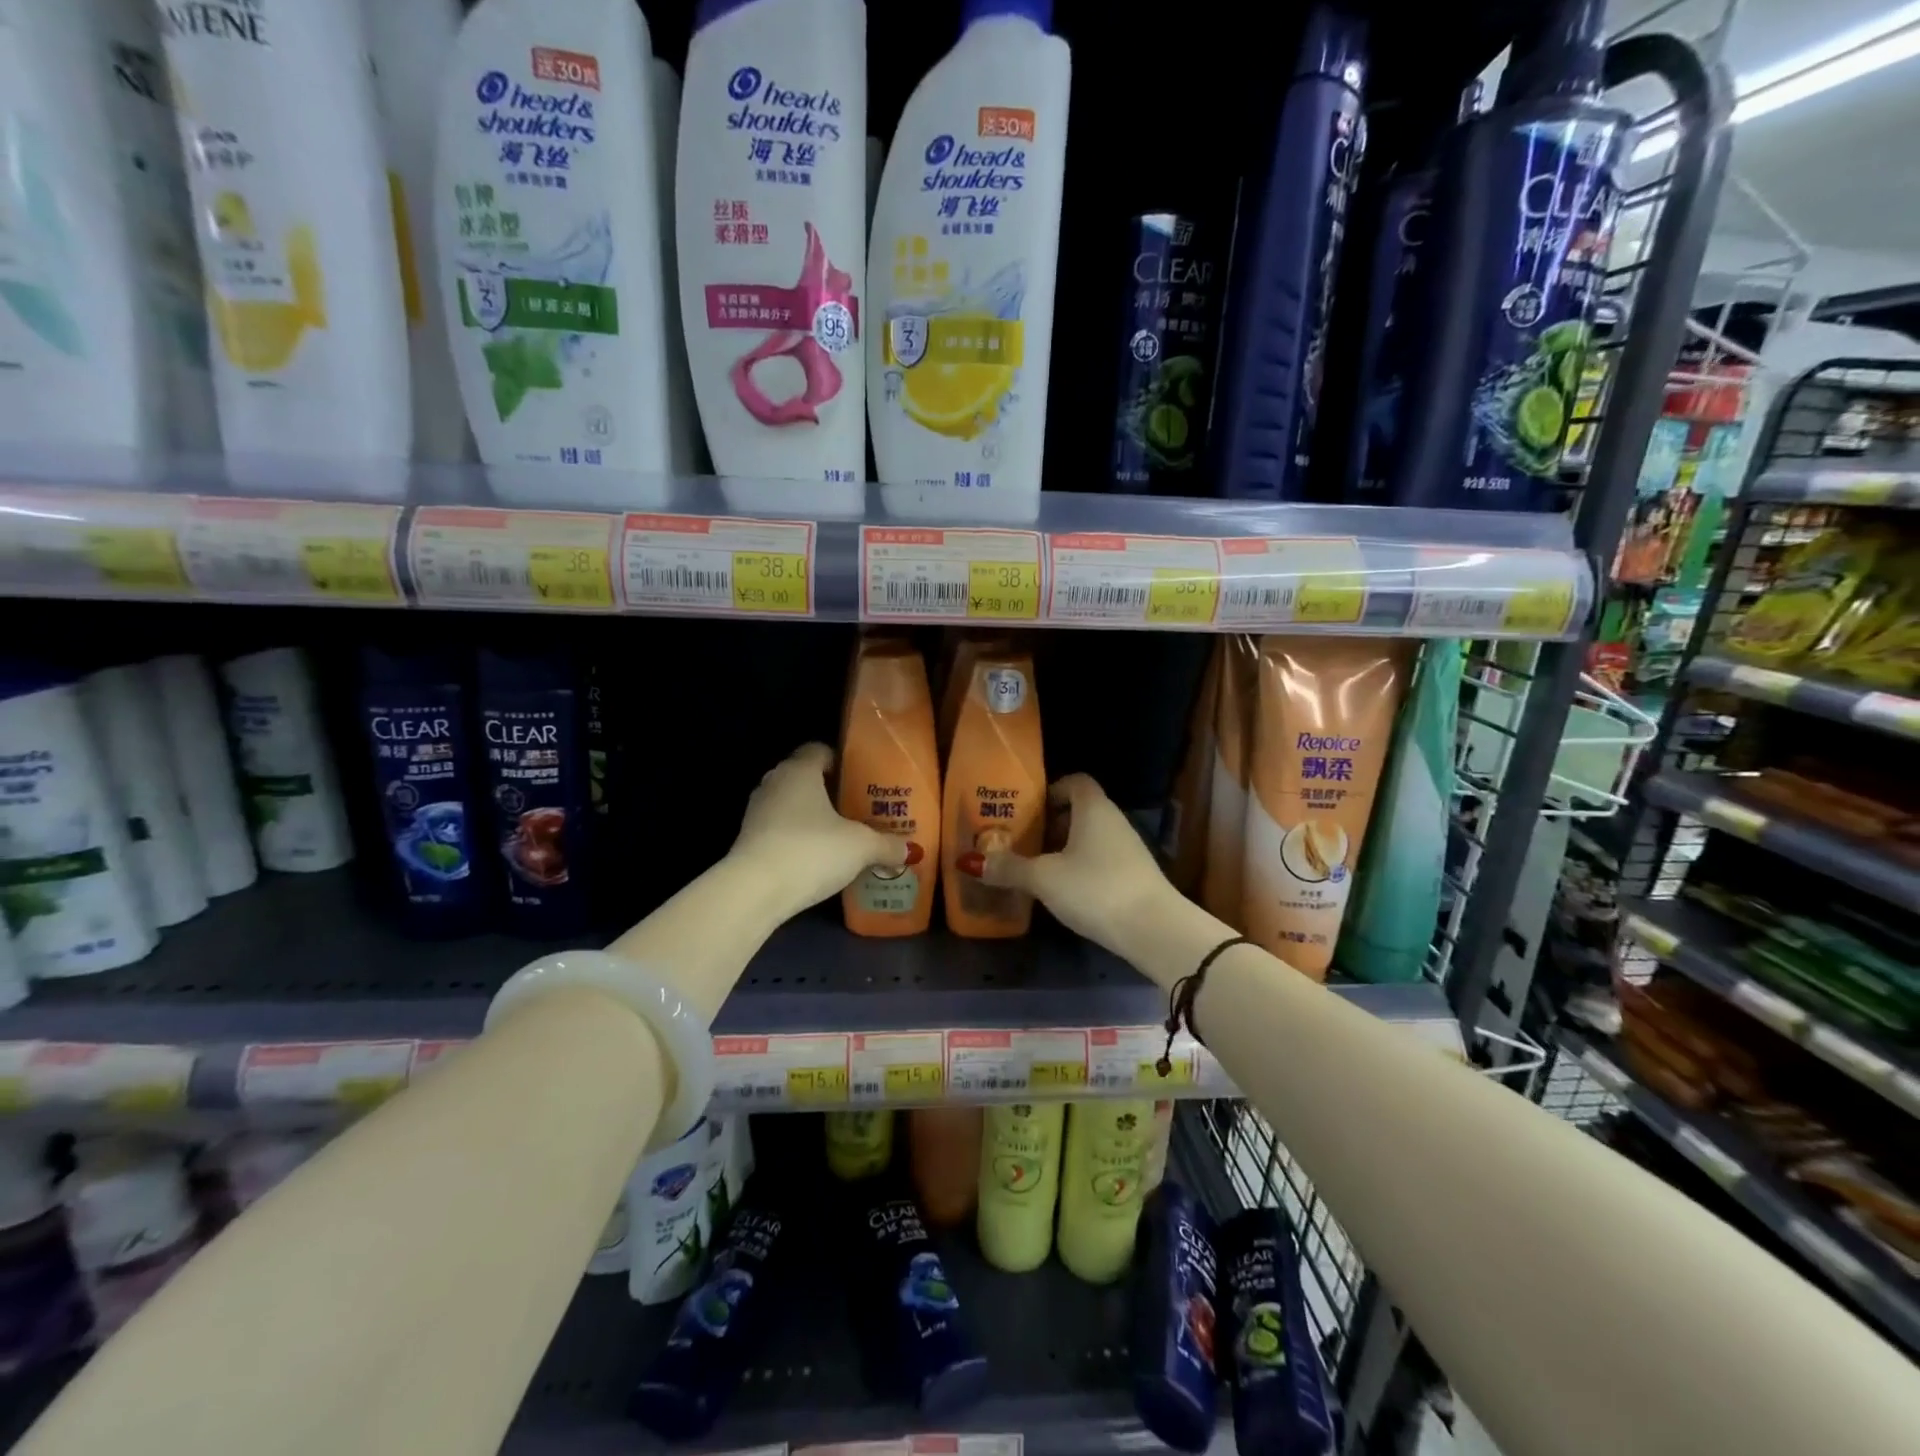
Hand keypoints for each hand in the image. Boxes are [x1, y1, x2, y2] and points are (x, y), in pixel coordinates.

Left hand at [730, 743, 909, 914]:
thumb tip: (912, 850)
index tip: (861, 779)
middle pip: (804, 777)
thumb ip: (887, 845)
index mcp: (799, 770)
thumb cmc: (812, 850)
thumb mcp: (861, 847)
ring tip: (839, 835)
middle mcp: (774, 782)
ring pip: (790, 804)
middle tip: (857, 809)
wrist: (755, 891)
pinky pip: (779, 829)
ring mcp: (756, 812)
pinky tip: (815, 858)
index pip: (819, 750)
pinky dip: (796, 838)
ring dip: (810, 816)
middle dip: (828, 791)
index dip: (841, 761)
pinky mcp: (747, 840)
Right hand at [973, 774, 1180, 957]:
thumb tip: (970, 862)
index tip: (1028, 810)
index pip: (1075, 781)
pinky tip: (1065, 891)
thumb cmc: (1094, 888)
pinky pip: (1102, 859)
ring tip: (1038, 869)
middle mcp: (1114, 820)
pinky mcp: (1135, 876)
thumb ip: (1008, 868)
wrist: (1154, 930)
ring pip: (1091, 837)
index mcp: (1093, 808)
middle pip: (1080, 810)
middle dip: (1051, 824)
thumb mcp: (1044, 878)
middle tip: (1023, 842)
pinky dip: (1082, 868)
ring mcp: (1129, 849)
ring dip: (1066, 849)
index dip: (1051, 791)